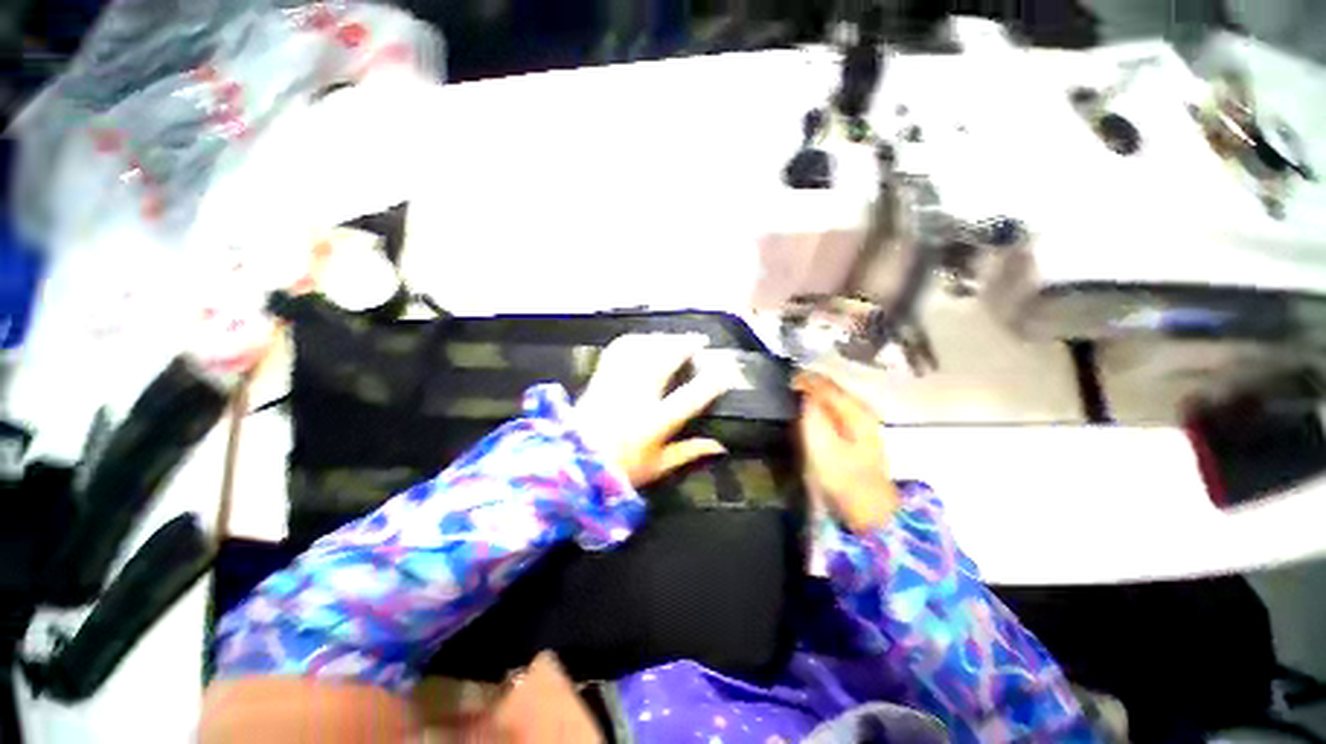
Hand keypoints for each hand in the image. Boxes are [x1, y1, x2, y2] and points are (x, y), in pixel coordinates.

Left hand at [575, 334, 735, 487]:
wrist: (571, 463)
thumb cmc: (618, 470)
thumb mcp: (657, 467)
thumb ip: (689, 453)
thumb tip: (720, 446)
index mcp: (653, 423)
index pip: (691, 396)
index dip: (713, 380)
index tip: (728, 369)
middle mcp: (636, 397)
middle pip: (665, 359)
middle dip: (687, 344)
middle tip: (701, 340)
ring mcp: (615, 383)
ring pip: (643, 348)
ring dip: (663, 339)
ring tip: (676, 338)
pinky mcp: (600, 377)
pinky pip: (619, 349)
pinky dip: (637, 340)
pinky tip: (646, 340)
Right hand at [794, 372, 897, 533]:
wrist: (869, 511)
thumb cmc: (842, 477)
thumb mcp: (821, 444)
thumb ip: (811, 412)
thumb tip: (803, 389)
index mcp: (854, 409)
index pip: (824, 383)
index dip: (801, 379)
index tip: (781, 382)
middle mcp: (860, 410)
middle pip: (830, 388)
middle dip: (807, 385)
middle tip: (783, 389)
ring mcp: (861, 423)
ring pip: (831, 400)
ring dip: (812, 397)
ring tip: (791, 398)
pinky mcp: (856, 436)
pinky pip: (833, 412)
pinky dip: (818, 409)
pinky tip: (808, 415)